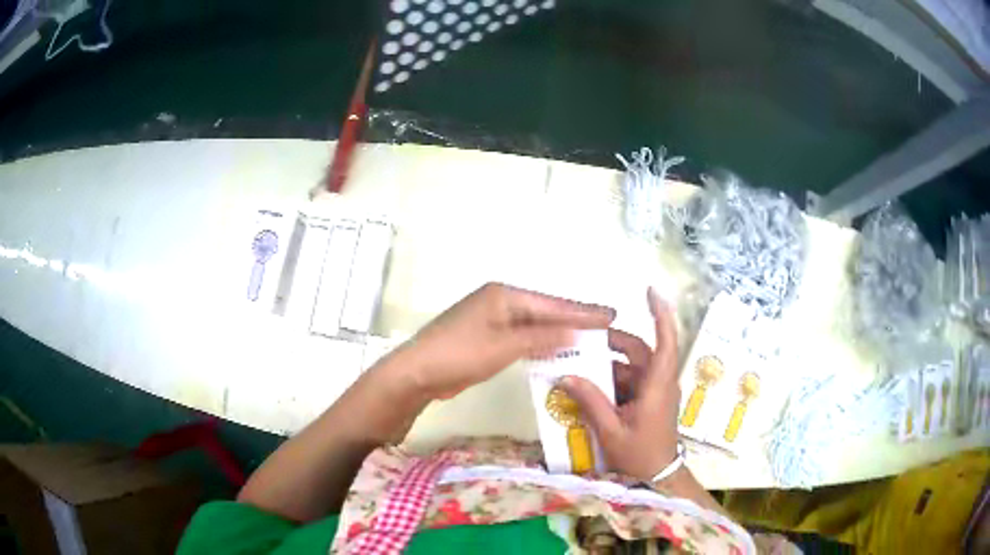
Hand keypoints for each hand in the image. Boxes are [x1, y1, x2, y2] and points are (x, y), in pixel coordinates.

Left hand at [394, 283, 615, 399]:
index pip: (552, 304)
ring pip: (534, 324)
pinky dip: (539, 343)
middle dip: (574, 319)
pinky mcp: (487, 337)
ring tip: (587, 337)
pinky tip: (555, 350)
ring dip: (558, 332)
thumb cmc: (460, 353)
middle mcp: (500, 301)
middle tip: (605, 325)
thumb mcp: (504, 345)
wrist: (418, 371)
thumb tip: (576, 332)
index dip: (583, 312)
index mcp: (505, 295)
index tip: (611, 315)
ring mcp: (492, 319)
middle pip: (545, 311)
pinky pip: (522, 337)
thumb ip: (541, 338)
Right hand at [560, 287, 680, 481]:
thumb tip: (568, 375)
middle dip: (613, 343)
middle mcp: (660, 382)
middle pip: (640, 350)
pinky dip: (611, 381)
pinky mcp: (651, 399)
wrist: (658, 475)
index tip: (651, 291)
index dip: (661, 314)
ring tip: (579, 367)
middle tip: (584, 341)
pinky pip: (631, 380)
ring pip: (632, 366)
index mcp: (657, 386)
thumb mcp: (611, 431)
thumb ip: (591, 401)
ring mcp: (657, 390)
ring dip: (608, 366)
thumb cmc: (639, 454)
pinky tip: (590, 389)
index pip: (665, 342)